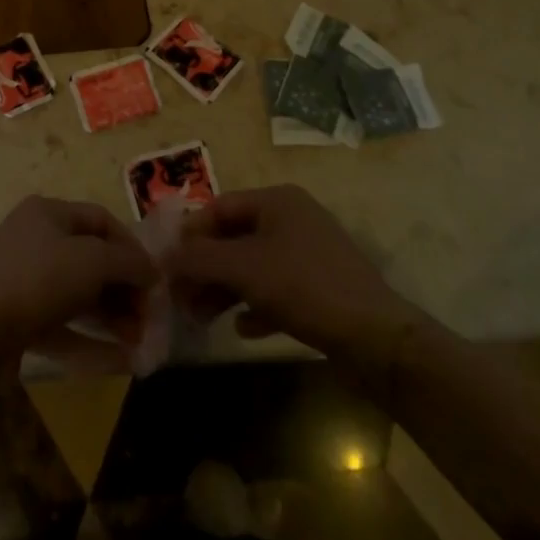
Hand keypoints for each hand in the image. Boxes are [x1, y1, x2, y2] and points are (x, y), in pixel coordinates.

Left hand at [0, 196, 157, 359]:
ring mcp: (25, 279)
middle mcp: (36, 239)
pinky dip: (91, 338)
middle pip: (92, 258)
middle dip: (125, 287)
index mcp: (49, 212)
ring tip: (140, 340)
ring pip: (79, 293)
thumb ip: (128, 262)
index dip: (132, 246)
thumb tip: (151, 271)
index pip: (101, 219)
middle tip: (149, 317)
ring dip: (113, 314)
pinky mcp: (19, 317)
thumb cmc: (39, 280)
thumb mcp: (93, 261)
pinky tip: (120, 358)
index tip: (155, 278)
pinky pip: (63, 323)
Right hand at [167, 185, 426, 360]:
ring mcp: (308, 254)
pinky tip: (244, 329)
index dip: (189, 234)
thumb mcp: (244, 268)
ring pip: (252, 266)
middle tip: (180, 297)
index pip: (219, 207)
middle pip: (233, 238)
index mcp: (277, 201)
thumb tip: (163, 257)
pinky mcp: (319, 288)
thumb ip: (199, 258)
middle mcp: (292, 219)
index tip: (166, 264)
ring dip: (224, 290)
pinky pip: (275, 290)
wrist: (376, 338)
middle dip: (205, 268)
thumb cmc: (304, 287)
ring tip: (201, 318)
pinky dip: (255, 306)